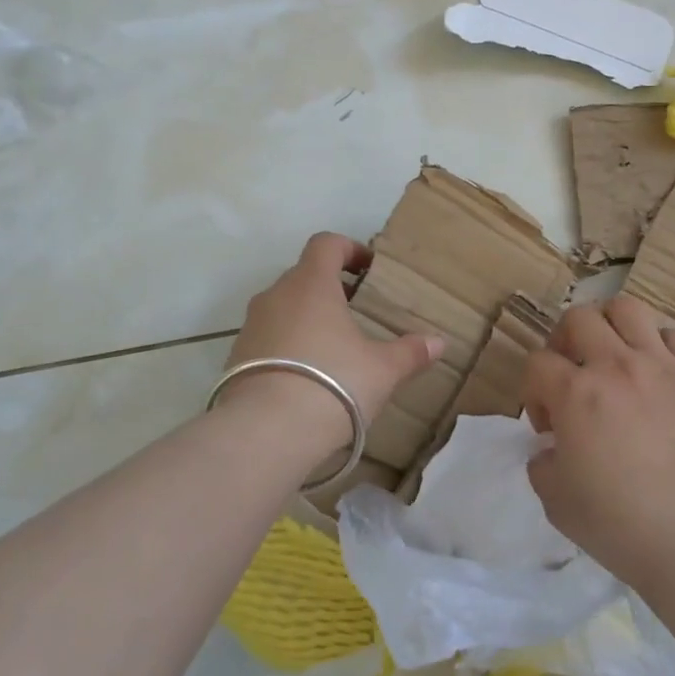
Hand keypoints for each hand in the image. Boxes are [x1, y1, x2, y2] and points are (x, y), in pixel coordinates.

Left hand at [221, 233, 444, 458]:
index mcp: (311, 284)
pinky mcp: (236, 357)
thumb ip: (410, 352)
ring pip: (283, 307)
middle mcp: (276, 295)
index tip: (368, 270)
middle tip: (357, 312)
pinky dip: (287, 345)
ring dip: (307, 318)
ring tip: (333, 348)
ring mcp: (251, 325)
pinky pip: (267, 338)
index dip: (349, 249)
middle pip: (303, 275)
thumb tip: (438, 342)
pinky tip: (306, 376)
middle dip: (330, 288)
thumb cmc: (333, 383)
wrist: (266, 431)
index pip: (326, 244)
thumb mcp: (382, 370)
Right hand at [522, 294, 674, 586]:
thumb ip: (543, 463)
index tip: (548, 426)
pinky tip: (659, 373)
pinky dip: (661, 345)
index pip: (536, 363)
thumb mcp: (554, 499)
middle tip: (573, 376)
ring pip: (628, 309)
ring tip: (614, 357)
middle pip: (578, 318)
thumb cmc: (618, 524)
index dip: (533, 391)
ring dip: (611, 327)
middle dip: (565, 343)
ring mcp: (663, 367)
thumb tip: (553, 448)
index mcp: (575, 393)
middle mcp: (616, 366)